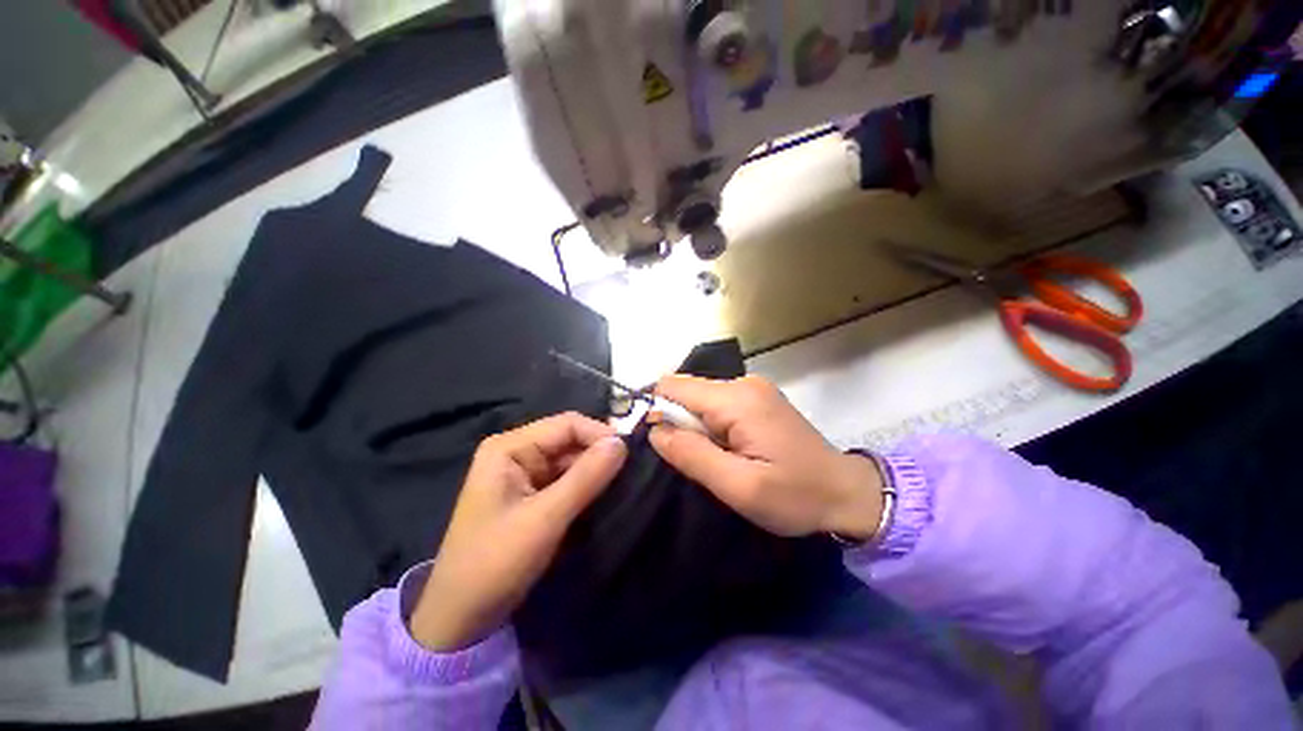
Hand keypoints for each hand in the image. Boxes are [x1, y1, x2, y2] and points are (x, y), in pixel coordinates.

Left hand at [410, 413, 626, 650]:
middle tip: (631, 472)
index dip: (600, 434)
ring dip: (596, 471)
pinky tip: (605, 495)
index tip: (630, 454)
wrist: (462, 618)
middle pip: (570, 440)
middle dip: (599, 453)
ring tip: (624, 484)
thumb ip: (585, 477)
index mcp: (510, 447)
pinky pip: (567, 479)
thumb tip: (622, 443)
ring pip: (572, 460)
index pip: (567, 424)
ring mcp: (525, 474)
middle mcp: (517, 452)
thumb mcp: (545, 518)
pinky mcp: (533, 494)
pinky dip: (586, 485)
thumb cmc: (495, 562)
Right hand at [649, 375, 883, 539]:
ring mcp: (753, 388)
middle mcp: (743, 382)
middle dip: (679, 423)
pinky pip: (717, 404)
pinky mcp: (758, 398)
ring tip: (717, 459)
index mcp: (736, 398)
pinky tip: (729, 449)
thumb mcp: (739, 486)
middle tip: (698, 461)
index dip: (659, 412)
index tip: (667, 447)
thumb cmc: (795, 495)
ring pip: (700, 399)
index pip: (673, 386)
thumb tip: (654, 430)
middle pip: (686, 391)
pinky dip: (712, 426)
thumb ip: (691, 454)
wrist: (847, 493)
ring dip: (697, 427)